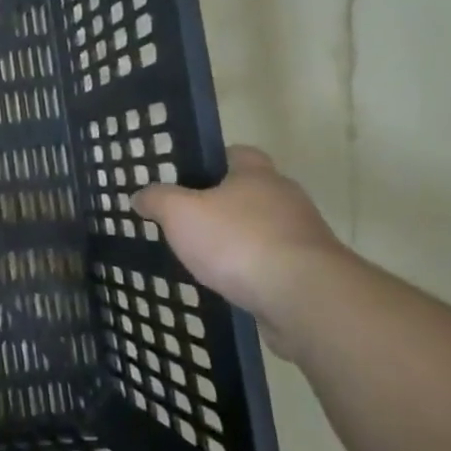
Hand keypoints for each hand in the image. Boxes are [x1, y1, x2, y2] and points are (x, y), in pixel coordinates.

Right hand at [132, 146, 345, 321]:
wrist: (302, 296)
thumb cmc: (236, 240)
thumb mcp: (179, 213)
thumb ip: (157, 199)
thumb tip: (140, 195)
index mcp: (257, 175)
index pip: (238, 153)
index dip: (213, 161)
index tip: (189, 178)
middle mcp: (286, 198)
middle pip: (251, 192)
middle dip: (223, 204)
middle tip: (189, 220)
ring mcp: (303, 235)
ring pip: (263, 228)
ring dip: (239, 239)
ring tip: (205, 257)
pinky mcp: (310, 271)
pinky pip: (273, 261)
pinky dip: (252, 268)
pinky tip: (230, 283)